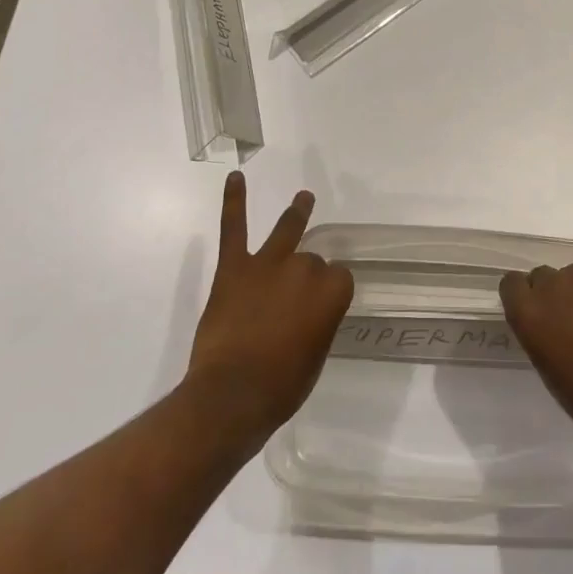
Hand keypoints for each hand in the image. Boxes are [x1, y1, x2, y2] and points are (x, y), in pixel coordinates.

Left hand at [185, 173, 352, 443]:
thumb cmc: (281, 386)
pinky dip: (233, 202)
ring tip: (303, 197)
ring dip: (296, 213)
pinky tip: (235, 178)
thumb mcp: (315, 358)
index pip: (340, 279)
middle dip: (305, 278)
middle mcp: (305, 269)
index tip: (320, 309)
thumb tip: (307, 314)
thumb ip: (317, 324)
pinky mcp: (234, 268)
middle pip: (311, 261)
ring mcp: (268, 264)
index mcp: (332, 292)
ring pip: (286, 232)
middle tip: (290, 306)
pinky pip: (234, 229)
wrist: (232, 395)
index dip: (329, 295)